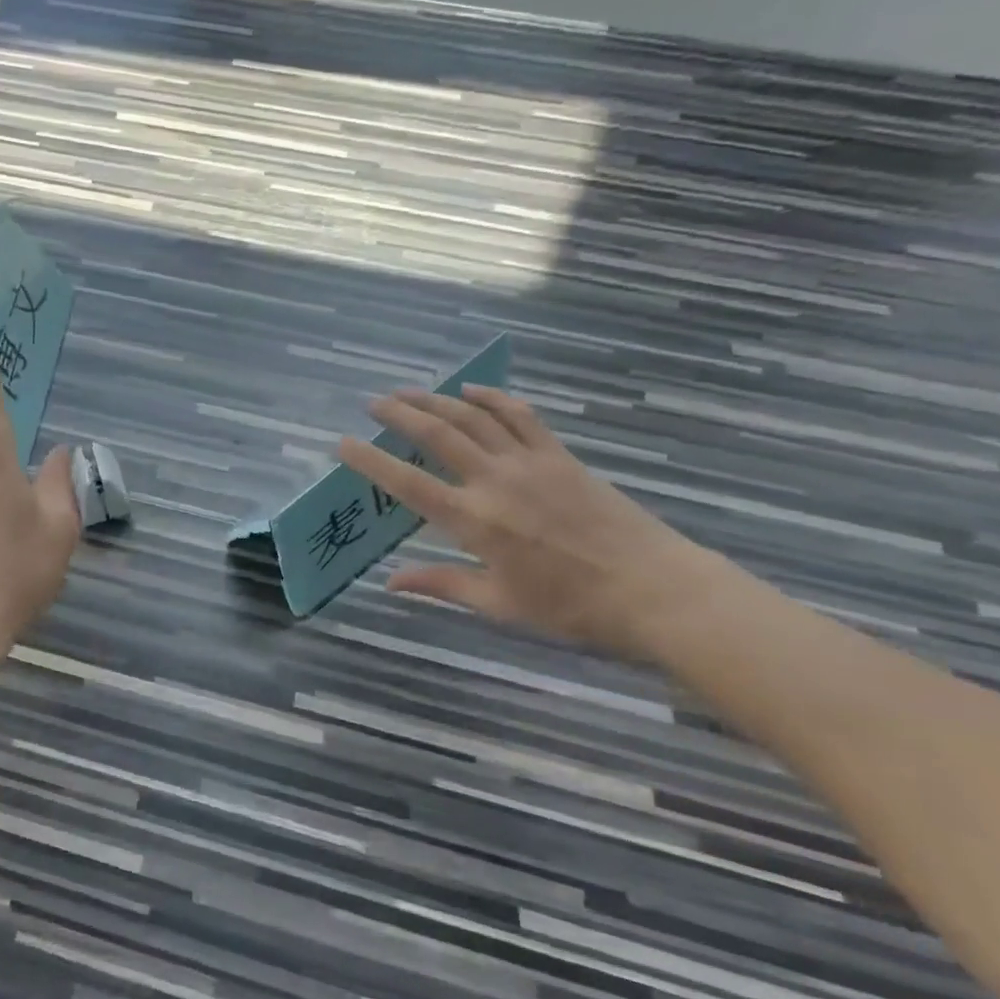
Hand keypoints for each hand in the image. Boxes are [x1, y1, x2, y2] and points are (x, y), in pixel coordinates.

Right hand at [336, 384, 714, 659]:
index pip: (408, 484)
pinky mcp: (560, 455)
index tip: (343, 443)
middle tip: (373, 403)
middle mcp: (495, 481)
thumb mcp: (501, 605)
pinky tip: (472, 389)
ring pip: (473, 417)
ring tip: (409, 390)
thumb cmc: (573, 608)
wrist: (656, 590)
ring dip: (437, 399)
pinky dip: (493, 398)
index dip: (370, 462)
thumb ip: (442, 585)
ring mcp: (530, 462)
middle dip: (400, 414)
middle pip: (437, 435)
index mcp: (475, 522)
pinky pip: (520, 415)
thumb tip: (390, 582)